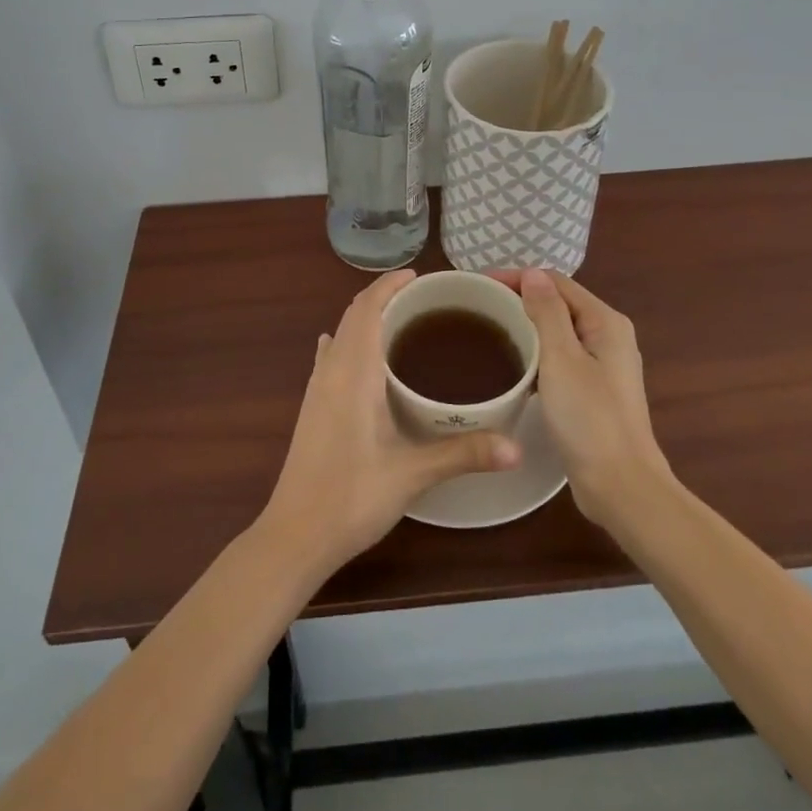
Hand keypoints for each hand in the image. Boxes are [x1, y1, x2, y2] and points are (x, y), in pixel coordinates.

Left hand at [259, 270, 520, 578]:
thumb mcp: (412, 474)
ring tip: (400, 322)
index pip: (367, 308)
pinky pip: (330, 357)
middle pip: (353, 315)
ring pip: (340, 334)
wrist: (295, 535)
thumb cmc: (352, 496)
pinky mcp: (311, 407)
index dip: (389, 285)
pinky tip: (356, 354)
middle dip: (382, 298)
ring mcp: (316, 388)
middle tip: (422, 299)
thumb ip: (463, 454)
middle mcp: (331, 370)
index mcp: (353, 372)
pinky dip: (348, 342)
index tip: (418, 276)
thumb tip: (516, 447)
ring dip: (365, 319)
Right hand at [503, 269, 670, 533]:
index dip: (518, 278)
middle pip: (558, 304)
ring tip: (489, 332)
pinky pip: (559, 358)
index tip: (479, 285)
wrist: (621, 487)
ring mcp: (603, 365)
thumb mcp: (562, 359)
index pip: (556, 283)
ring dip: (526, 327)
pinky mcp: (593, 391)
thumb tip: (532, 273)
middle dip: (520, 300)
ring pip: (557, 332)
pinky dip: (536, 354)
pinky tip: (512, 366)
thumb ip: (547, 312)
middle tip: (479, 307)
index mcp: (605, 322)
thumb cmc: (590, 419)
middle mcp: (608, 336)